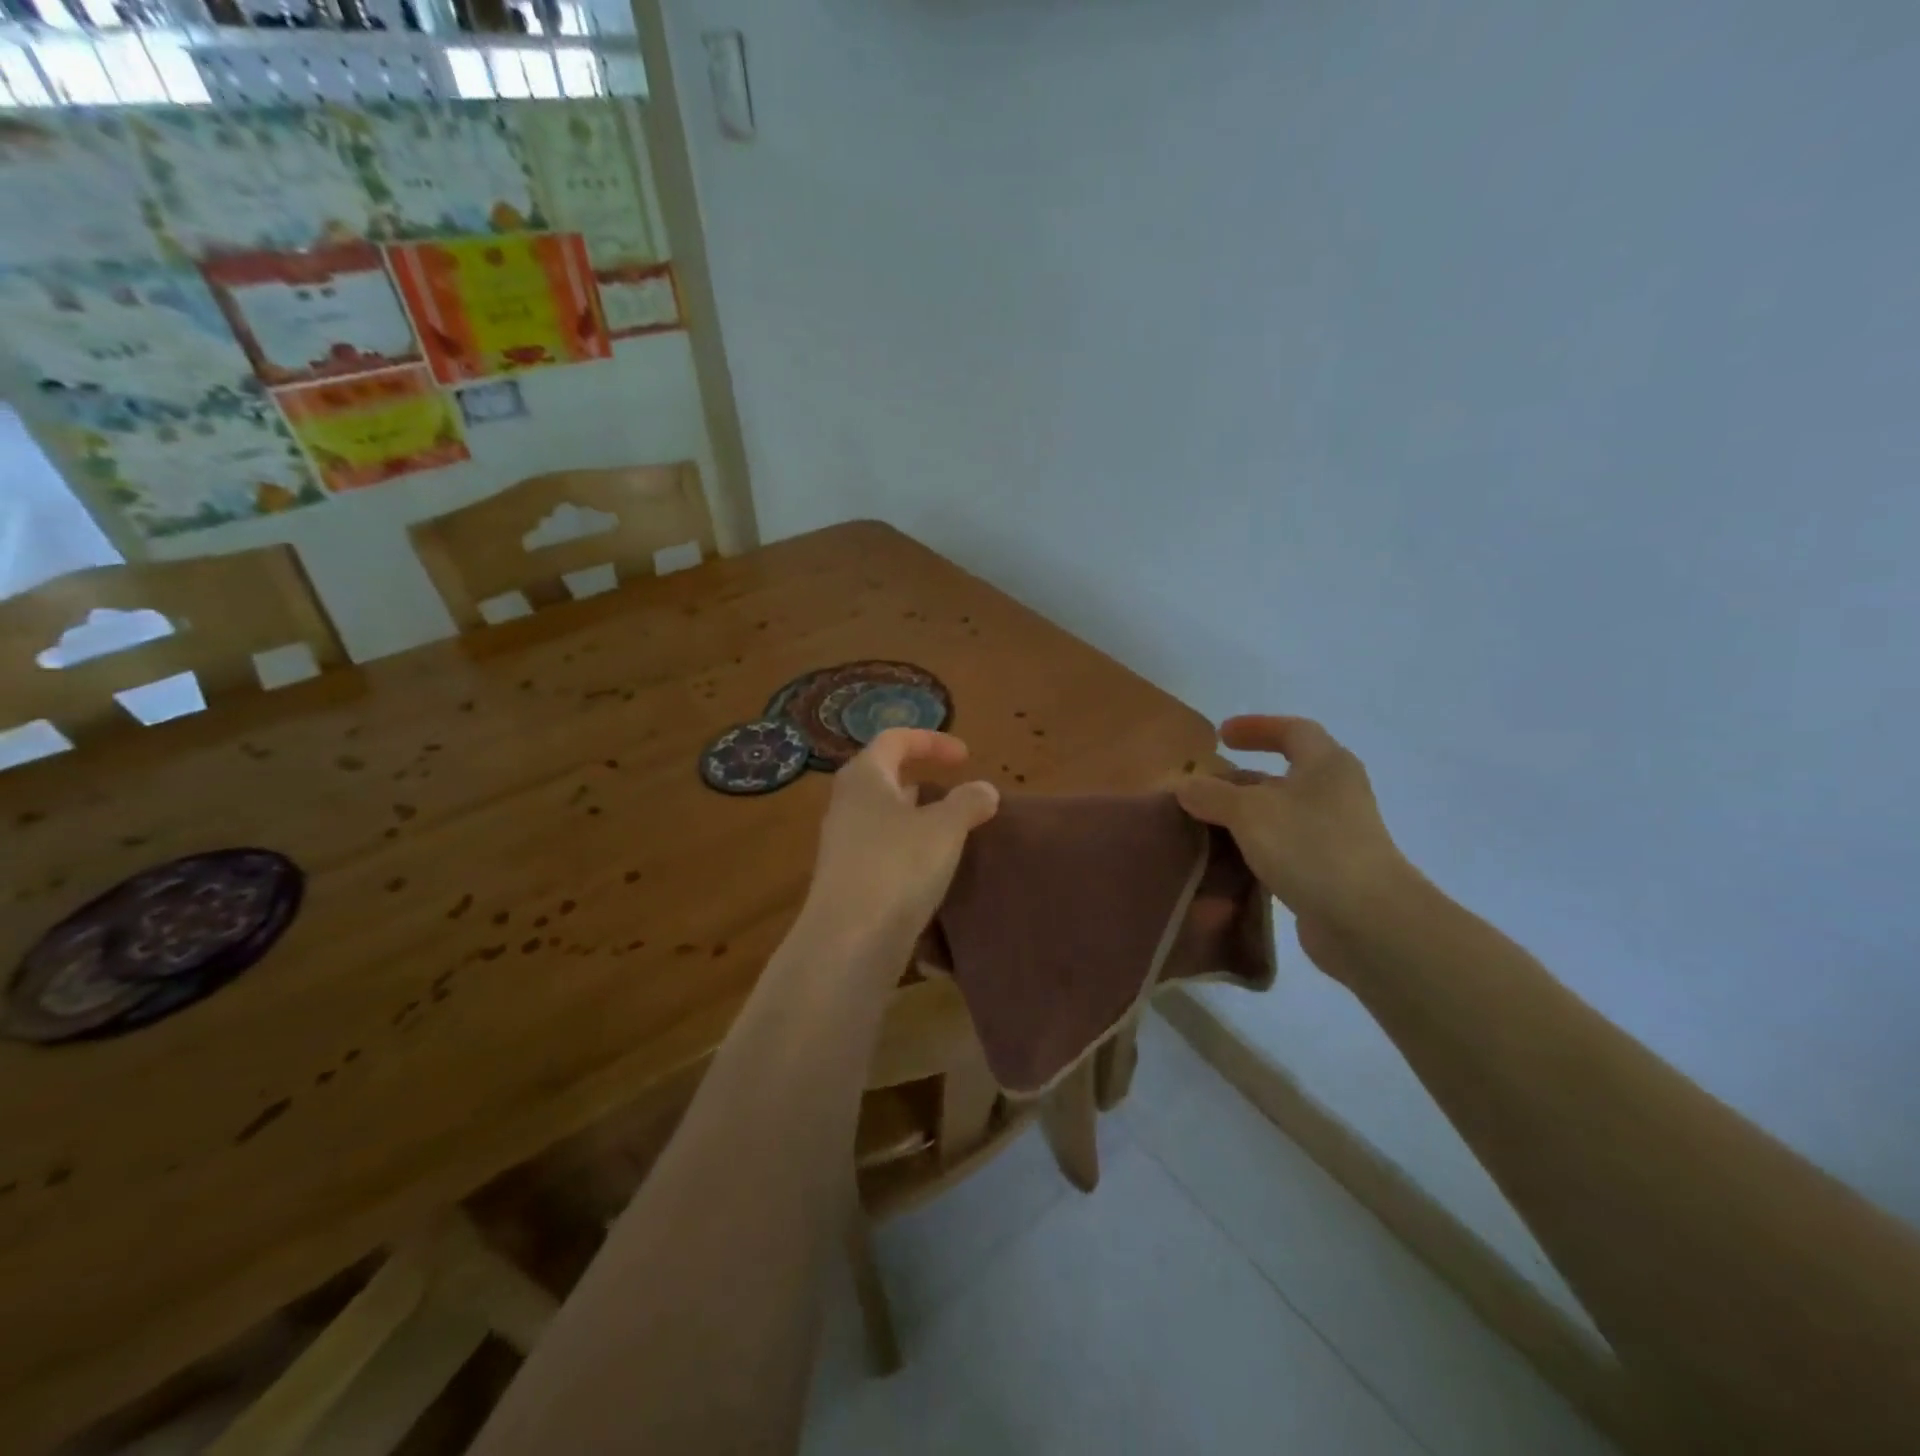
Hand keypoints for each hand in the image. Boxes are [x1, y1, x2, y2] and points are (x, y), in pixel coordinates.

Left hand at [804, 728, 999, 951]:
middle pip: (885, 777)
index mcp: (864, 777)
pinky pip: (881, 849)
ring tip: (951, 833)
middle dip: (922, 781)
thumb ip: (968, 802)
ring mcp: (842, 844)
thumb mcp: (945, 829)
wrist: (849, 940)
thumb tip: (984, 790)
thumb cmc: (897, 866)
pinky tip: (931, 870)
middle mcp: (846, 804)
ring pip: (883, 816)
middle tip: (955, 794)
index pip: (894, 739)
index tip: (966, 757)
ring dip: (917, 818)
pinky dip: (908, 849)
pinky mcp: (846, 879)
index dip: (931, 741)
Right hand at [1177, 716, 1415, 981]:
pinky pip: (1284, 852)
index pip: (1293, 731)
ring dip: (1244, 819)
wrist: (1367, 921)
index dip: (1257, 727)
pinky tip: (1228, 866)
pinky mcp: (1329, 873)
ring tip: (1205, 828)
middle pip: (1283, 777)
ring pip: (1281, 817)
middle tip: (1202, 790)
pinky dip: (1255, 852)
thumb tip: (1184, 785)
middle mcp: (1335, 794)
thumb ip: (1212, 794)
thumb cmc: (1310, 847)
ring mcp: (1335, 836)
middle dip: (1240, 781)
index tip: (1221, 735)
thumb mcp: (1249, 812)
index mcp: (1326, 765)